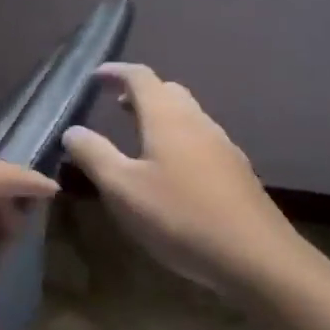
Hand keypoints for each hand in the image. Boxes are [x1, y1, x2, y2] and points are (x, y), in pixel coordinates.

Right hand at [61, 63, 297, 301]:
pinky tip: (172, 171)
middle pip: (168, 91)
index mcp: (167, 117)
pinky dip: (178, 138)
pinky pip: (201, 139)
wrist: (257, 257)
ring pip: (187, 116)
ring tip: (139, 137)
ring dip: (160, 116)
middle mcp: (197, 122)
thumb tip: (73, 130)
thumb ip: (94, 155)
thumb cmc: (180, 216)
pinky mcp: (236, 171)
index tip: (95, 77)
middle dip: (140, 92)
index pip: (140, 77)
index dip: (116, 72)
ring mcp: (222, 146)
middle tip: (115, 105)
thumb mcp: (122, 189)